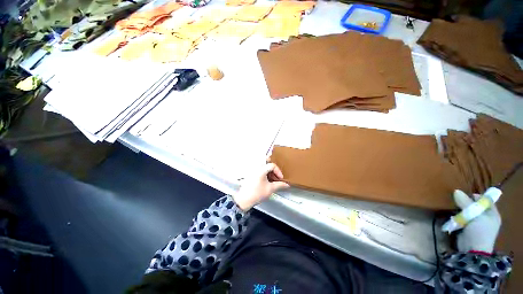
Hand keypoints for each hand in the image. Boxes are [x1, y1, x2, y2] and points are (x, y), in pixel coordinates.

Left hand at [233, 163, 289, 210]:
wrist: (244, 200)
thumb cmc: (257, 193)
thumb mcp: (270, 189)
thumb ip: (279, 185)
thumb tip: (287, 184)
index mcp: (261, 169)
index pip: (272, 165)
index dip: (278, 171)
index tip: (280, 178)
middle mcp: (256, 167)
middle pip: (266, 163)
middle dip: (273, 168)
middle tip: (276, 175)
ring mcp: (252, 171)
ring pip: (262, 166)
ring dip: (268, 171)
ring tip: (272, 179)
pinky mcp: (250, 175)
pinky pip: (258, 170)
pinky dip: (264, 172)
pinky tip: (266, 180)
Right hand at [453, 190, 500, 252]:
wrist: (472, 250)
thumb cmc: (479, 231)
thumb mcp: (474, 215)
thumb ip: (466, 203)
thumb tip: (456, 191)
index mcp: (492, 214)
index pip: (486, 200)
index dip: (476, 196)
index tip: (465, 195)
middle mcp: (486, 217)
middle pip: (476, 205)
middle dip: (466, 203)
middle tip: (457, 202)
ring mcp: (477, 223)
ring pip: (468, 212)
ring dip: (461, 210)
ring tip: (454, 209)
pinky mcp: (468, 228)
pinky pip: (463, 218)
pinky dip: (458, 216)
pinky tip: (454, 217)